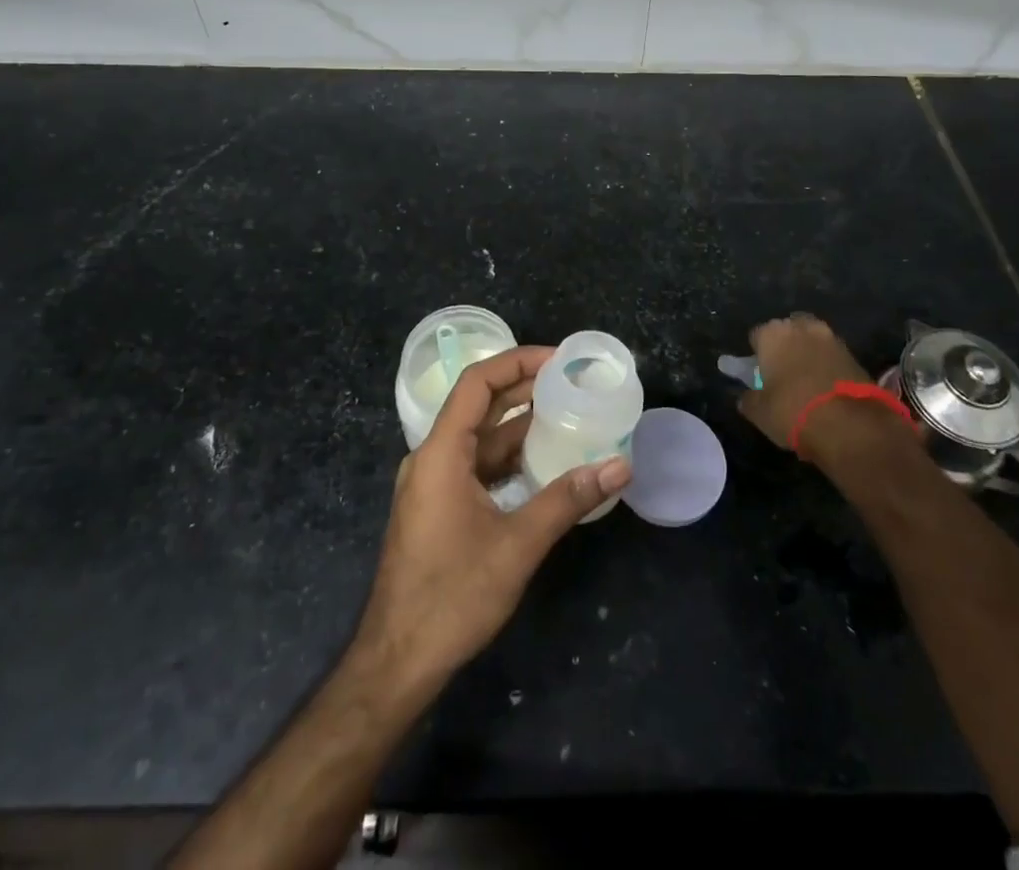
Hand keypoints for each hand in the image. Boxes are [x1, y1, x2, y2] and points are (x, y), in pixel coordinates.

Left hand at [357, 346, 632, 684]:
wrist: (398, 660)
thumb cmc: (452, 595)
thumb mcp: (517, 545)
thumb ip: (567, 499)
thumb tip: (619, 465)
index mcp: (441, 452)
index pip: (476, 383)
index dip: (516, 362)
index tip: (557, 358)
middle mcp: (432, 458)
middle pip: (478, 406)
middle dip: (523, 388)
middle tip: (571, 382)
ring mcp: (432, 484)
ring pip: (479, 439)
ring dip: (519, 425)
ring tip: (566, 414)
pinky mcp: (438, 507)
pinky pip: (476, 466)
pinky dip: (508, 457)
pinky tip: (542, 463)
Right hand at [738, 313, 877, 454]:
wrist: (849, 425)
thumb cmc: (792, 411)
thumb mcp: (759, 412)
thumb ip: (749, 399)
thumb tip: (747, 396)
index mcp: (772, 334)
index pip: (757, 336)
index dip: (757, 355)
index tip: (759, 375)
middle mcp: (801, 327)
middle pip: (787, 332)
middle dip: (785, 348)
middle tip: (783, 375)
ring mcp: (831, 338)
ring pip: (812, 342)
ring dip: (808, 355)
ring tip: (807, 383)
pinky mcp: (854, 355)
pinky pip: (831, 356)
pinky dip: (827, 367)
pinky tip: (826, 389)